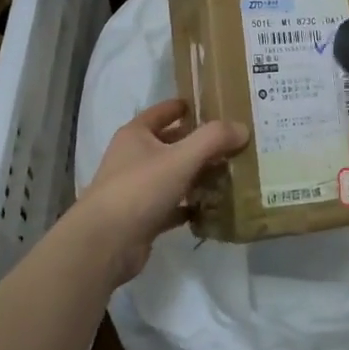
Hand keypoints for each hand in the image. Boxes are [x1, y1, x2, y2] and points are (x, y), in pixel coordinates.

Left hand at [71, 100, 248, 285]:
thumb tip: (242, 128)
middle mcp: (133, 158)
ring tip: (229, 172)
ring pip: (172, 175)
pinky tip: (212, 206)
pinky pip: (172, 206)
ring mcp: (136, 189)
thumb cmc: (139, 189)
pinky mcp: (143, 217)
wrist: (105, 243)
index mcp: (136, 135)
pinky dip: (190, 205)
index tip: (210, 106)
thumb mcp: (181, 158)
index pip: (162, 112)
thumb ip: (213, 139)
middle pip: (170, 144)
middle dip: (197, 143)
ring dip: (196, 174)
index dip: (184, 107)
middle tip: (231, 142)